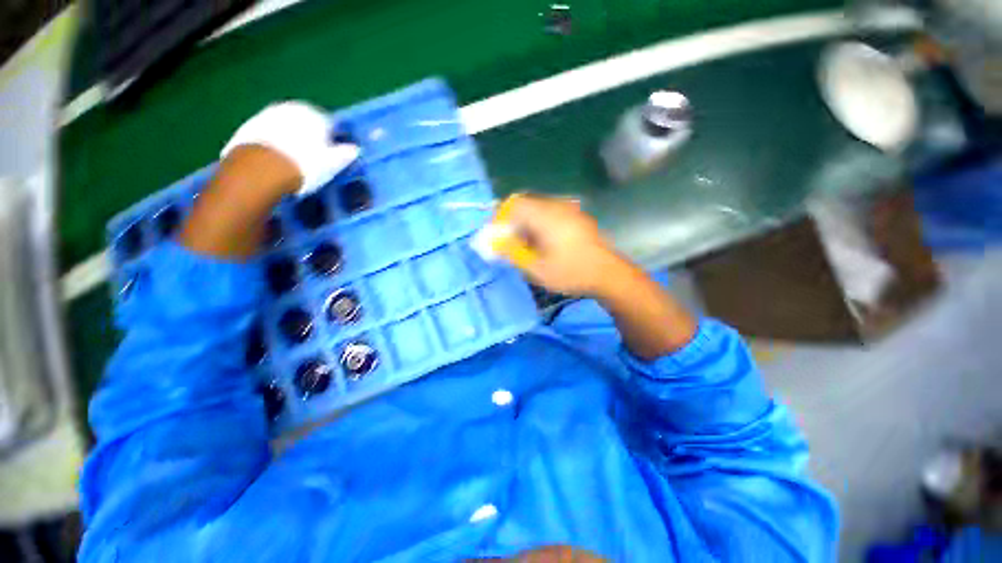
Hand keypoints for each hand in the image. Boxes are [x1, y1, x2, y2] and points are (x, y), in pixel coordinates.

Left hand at [221, 101, 358, 194]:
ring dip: (291, 139)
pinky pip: (268, 136)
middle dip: (311, 137)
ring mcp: (266, 115)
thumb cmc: (304, 166)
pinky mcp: (247, 127)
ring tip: (295, 163)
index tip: (334, 155)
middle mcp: (290, 108)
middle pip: (305, 123)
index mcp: (314, 115)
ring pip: (286, 127)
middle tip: (315, 159)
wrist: (258, 170)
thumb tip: (355, 149)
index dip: (334, 140)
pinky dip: (274, 145)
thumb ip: (345, 154)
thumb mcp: (333, 164)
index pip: (330, 124)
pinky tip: (277, 163)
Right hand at [499, 193, 631, 296]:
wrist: (608, 274)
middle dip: (514, 222)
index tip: (499, 236)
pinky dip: (541, 224)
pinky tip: (546, 243)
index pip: (515, 204)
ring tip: (529, 246)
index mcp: (546, 216)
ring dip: (528, 224)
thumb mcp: (536, 269)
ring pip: (539, 209)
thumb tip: (495, 243)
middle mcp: (557, 206)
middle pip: (526, 205)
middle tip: (513, 243)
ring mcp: (569, 209)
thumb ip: (512, 253)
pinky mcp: (577, 216)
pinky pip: (552, 213)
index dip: (502, 218)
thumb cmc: (570, 272)